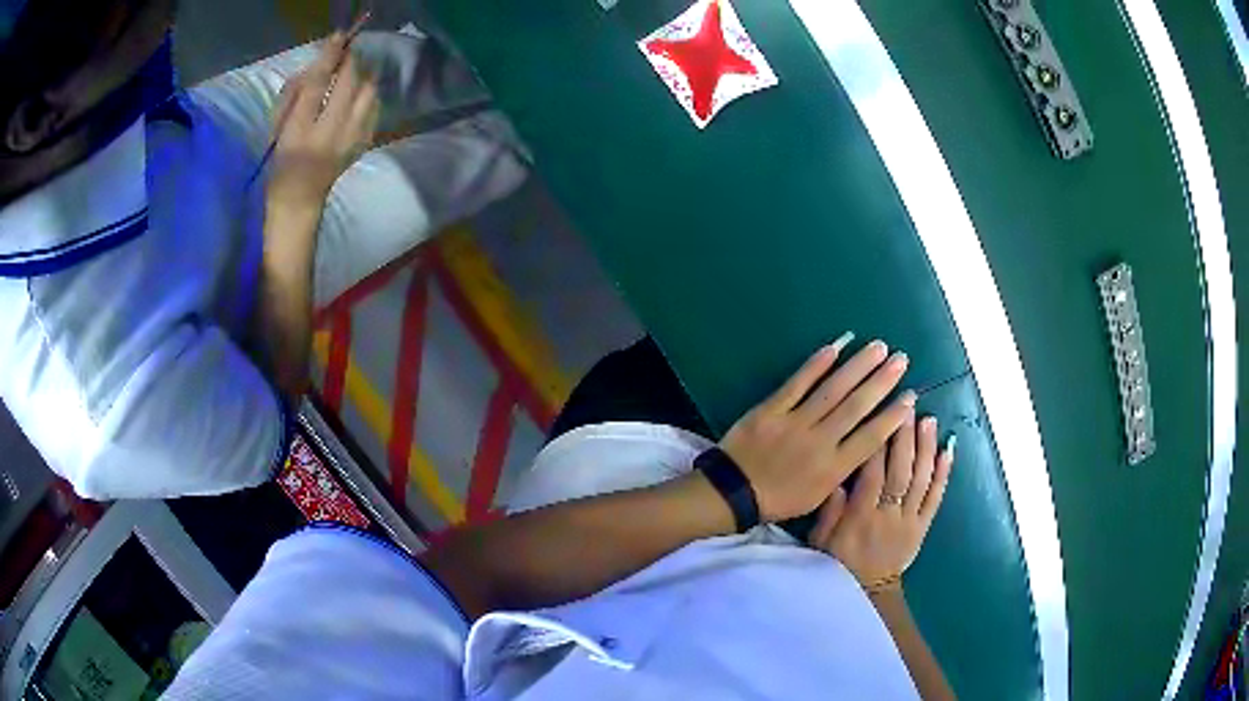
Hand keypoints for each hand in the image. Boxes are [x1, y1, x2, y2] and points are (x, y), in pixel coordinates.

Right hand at [266, 32, 378, 209]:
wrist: (299, 200)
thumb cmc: (282, 162)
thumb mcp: (280, 127)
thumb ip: (297, 94)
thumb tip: (320, 65)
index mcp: (300, 130)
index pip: (317, 83)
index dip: (330, 56)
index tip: (338, 37)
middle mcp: (329, 133)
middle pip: (349, 82)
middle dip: (350, 63)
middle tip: (345, 56)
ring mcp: (351, 139)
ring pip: (368, 92)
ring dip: (362, 77)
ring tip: (352, 76)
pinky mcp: (364, 143)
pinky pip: (374, 107)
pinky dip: (368, 95)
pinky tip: (358, 97)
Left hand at [719, 337, 916, 521]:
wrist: (732, 492)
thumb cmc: (778, 499)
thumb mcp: (817, 498)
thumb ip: (842, 473)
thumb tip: (866, 446)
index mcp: (832, 469)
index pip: (870, 438)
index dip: (892, 416)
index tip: (910, 397)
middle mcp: (819, 442)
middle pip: (856, 406)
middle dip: (882, 381)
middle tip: (901, 359)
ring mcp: (794, 423)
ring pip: (833, 390)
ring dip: (858, 366)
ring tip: (878, 347)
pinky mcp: (771, 409)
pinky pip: (797, 383)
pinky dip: (816, 364)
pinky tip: (835, 346)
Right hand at [808, 415, 954, 586]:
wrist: (867, 592)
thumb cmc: (837, 563)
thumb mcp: (820, 542)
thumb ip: (829, 511)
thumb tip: (838, 478)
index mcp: (860, 517)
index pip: (872, 474)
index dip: (877, 445)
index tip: (880, 416)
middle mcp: (888, 515)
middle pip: (900, 471)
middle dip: (904, 437)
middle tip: (908, 407)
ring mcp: (909, 520)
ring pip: (920, 480)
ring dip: (926, 448)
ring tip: (929, 420)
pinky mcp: (923, 527)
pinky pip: (935, 499)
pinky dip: (943, 474)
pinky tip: (947, 450)